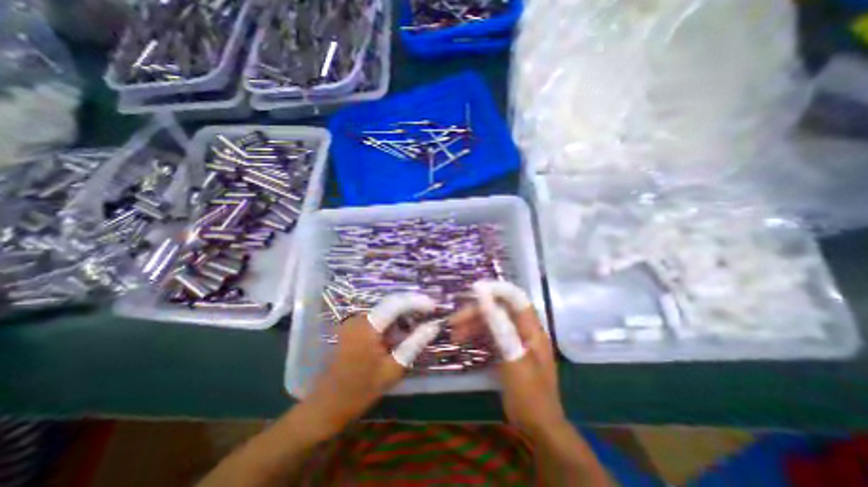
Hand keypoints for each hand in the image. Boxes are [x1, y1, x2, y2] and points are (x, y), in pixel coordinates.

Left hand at [303, 293, 440, 436]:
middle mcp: (359, 318)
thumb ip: (415, 343)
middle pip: (391, 305)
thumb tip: (434, 326)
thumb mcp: (393, 369)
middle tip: (428, 320)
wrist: (326, 406)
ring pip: (385, 312)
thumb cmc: (360, 391)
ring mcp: (353, 322)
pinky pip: (377, 320)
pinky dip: (391, 325)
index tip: (433, 307)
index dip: (417, 301)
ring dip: (402, 319)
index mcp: (367, 327)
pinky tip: (399, 338)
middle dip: (411, 310)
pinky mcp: (352, 328)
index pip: (396, 303)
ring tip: (416, 332)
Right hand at [452, 280, 567, 435]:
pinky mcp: (507, 351)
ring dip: (473, 325)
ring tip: (454, 335)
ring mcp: (515, 341)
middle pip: (498, 311)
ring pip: (492, 323)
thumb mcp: (514, 358)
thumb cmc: (530, 394)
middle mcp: (524, 331)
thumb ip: (500, 326)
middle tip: (454, 322)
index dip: (496, 290)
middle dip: (476, 313)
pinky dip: (476, 336)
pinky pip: (490, 336)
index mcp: (531, 329)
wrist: (537, 428)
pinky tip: (463, 341)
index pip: (515, 298)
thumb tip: (485, 297)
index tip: (474, 291)